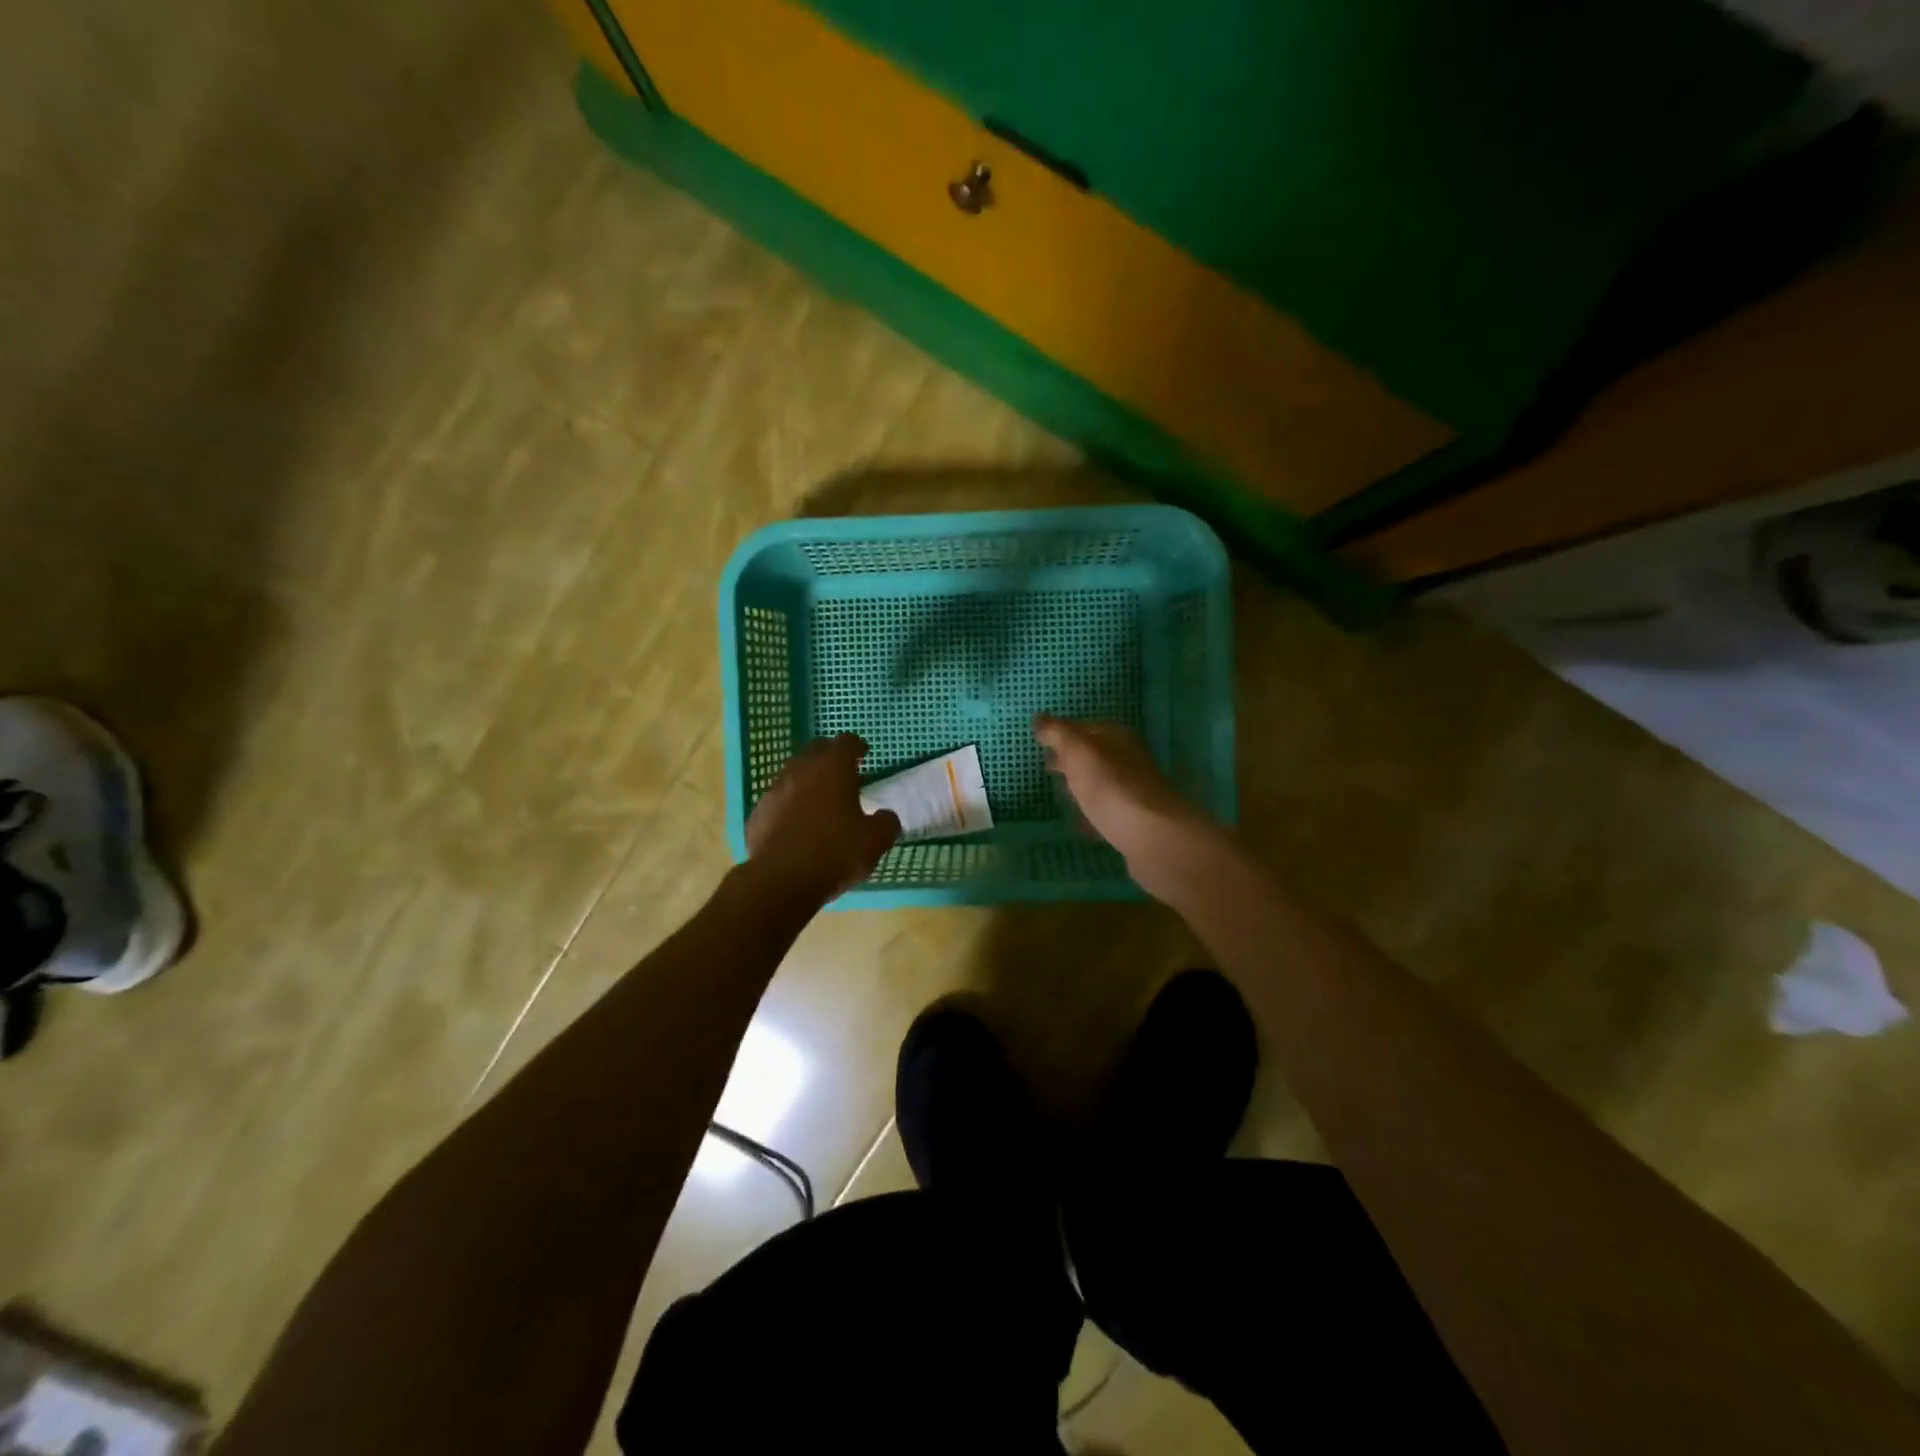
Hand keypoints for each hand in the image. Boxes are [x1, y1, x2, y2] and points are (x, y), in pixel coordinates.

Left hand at [745, 734, 900, 903]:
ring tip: (820, 800)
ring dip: (808, 781)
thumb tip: (886, 817)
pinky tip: (797, 824)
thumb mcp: (874, 841)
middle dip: (830, 757)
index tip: (863, 754)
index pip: (845, 742)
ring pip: (793, 774)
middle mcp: (800, 771)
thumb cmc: (835, 853)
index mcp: (832, 769)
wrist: (780, 881)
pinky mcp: (758, 814)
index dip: (856, 747)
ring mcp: (774, 792)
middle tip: (843, 773)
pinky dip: (789, 805)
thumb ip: (886, 823)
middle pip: (816, 751)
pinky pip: (778, 801)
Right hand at [1034, 715, 1221, 901]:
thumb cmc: (1112, 787)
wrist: (1153, 838)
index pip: (1087, 728)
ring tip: (1060, 795)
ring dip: (1083, 787)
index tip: (1041, 742)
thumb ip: (1059, 734)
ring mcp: (1134, 794)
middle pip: (1096, 756)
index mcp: (1118, 739)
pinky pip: (1107, 813)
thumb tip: (1040, 718)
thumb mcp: (1079, 752)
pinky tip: (1080, 823)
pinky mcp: (1134, 824)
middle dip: (1073, 760)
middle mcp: (1129, 762)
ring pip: (1102, 784)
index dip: (1064, 733)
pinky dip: (1092, 814)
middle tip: (1048, 768)